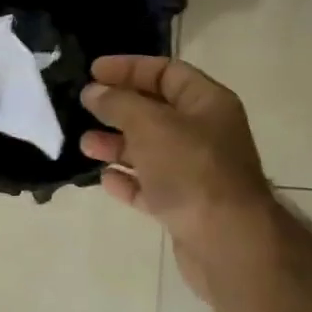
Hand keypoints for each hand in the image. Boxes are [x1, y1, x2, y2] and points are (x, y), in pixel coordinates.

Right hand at [80, 56, 280, 310]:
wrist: (228, 243)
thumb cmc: (192, 171)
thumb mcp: (151, 125)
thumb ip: (119, 104)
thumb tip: (93, 92)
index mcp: (207, 103)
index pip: (167, 72)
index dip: (129, 68)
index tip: (93, 71)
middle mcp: (205, 133)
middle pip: (156, 111)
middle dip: (118, 108)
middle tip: (83, 107)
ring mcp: (196, 172)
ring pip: (150, 150)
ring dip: (117, 145)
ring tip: (85, 146)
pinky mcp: (185, 206)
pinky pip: (151, 186)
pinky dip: (129, 181)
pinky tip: (106, 180)